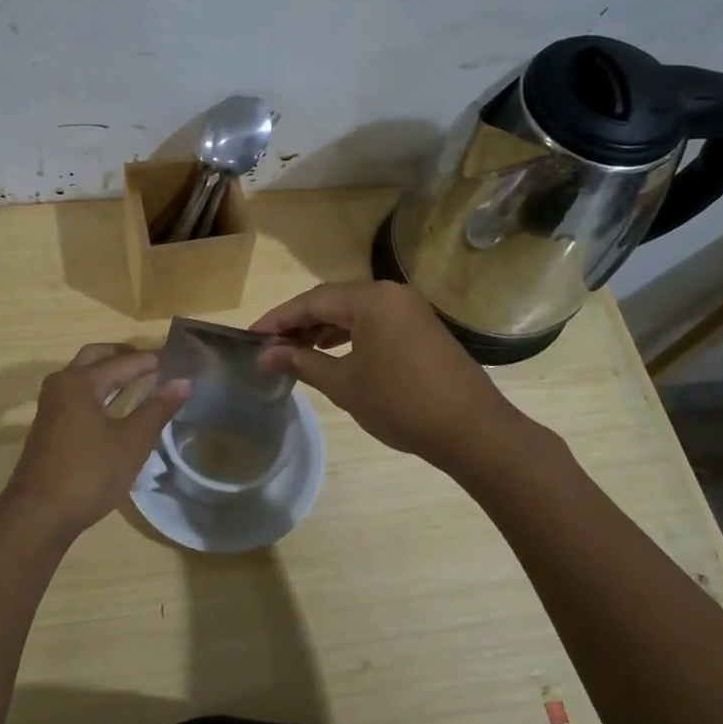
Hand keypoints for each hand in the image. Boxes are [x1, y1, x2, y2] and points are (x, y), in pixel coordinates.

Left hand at [0, 344, 189, 541]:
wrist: (39, 515)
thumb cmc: (89, 473)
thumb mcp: (131, 442)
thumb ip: (157, 409)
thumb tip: (184, 381)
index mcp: (80, 382)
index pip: (122, 362)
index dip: (150, 359)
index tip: (174, 356)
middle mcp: (62, 385)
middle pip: (95, 358)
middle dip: (123, 355)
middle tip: (151, 359)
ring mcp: (52, 407)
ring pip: (83, 376)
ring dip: (109, 373)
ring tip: (138, 378)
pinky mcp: (50, 427)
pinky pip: (78, 395)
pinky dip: (99, 391)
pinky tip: (116, 407)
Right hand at [251, 281, 531, 469]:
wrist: (472, 430)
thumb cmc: (401, 403)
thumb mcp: (343, 384)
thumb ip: (301, 363)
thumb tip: (265, 356)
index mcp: (370, 298)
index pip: (311, 301)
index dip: (277, 319)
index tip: (250, 338)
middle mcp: (390, 293)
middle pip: (332, 301)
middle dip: (298, 323)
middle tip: (269, 347)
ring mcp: (409, 308)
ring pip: (353, 311)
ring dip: (322, 329)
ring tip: (295, 352)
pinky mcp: (421, 326)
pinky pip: (374, 322)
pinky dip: (348, 335)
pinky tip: (331, 353)